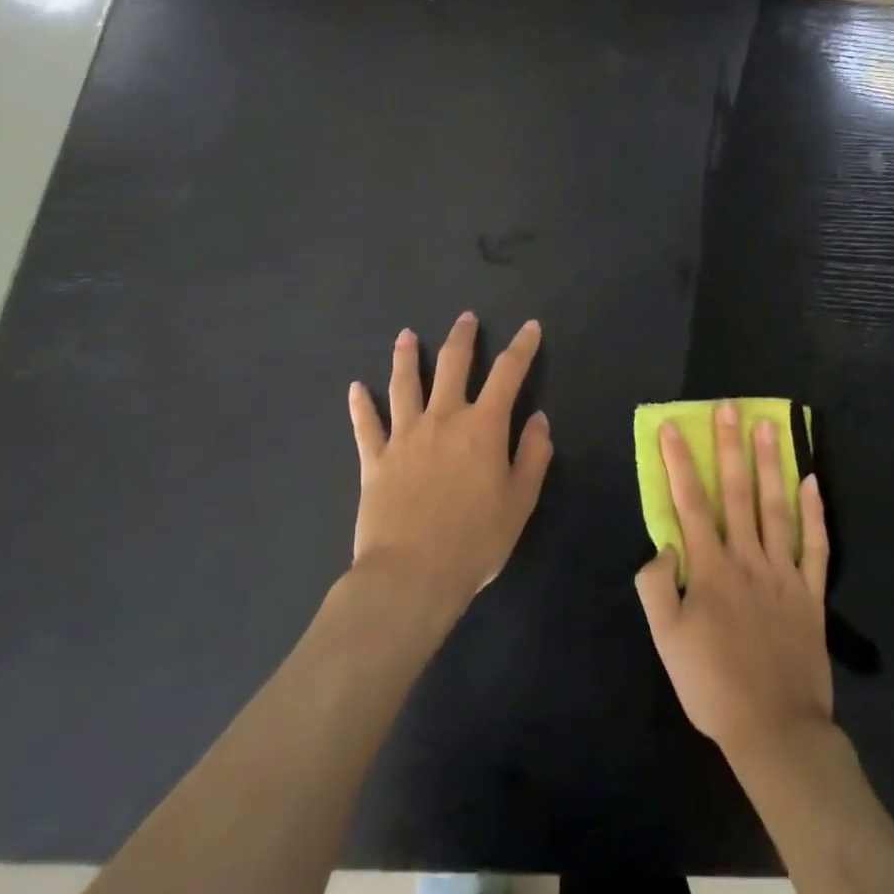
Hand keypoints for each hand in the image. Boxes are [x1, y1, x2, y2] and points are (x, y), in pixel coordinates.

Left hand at [347, 313, 552, 611]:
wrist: (410, 575)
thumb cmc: (474, 540)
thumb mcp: (520, 501)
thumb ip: (533, 455)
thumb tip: (538, 419)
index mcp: (483, 427)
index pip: (508, 374)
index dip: (522, 347)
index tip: (530, 327)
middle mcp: (443, 419)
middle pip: (452, 365)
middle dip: (462, 338)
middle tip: (465, 318)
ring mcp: (405, 436)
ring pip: (404, 385)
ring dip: (406, 357)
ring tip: (406, 336)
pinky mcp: (375, 459)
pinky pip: (366, 425)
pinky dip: (360, 405)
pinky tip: (355, 388)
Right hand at [635, 402, 831, 758]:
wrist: (775, 729)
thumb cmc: (712, 685)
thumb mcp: (666, 640)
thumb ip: (657, 586)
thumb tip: (665, 545)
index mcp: (711, 567)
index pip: (690, 502)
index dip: (680, 462)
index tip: (673, 427)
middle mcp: (748, 557)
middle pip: (736, 492)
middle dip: (729, 446)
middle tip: (730, 408)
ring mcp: (783, 572)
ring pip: (776, 506)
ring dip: (771, 464)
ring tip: (770, 427)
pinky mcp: (810, 592)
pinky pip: (815, 544)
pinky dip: (815, 512)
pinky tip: (813, 482)